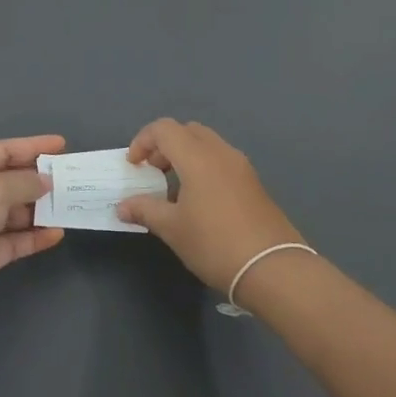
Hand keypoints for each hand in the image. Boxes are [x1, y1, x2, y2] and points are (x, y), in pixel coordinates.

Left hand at [0, 135, 66, 317]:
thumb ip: (24, 183)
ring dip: (39, 211)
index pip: (3, 150)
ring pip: (13, 213)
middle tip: (71, 180)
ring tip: (69, 207)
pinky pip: (13, 241)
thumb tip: (45, 181)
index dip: (32, 146)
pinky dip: (33, 237)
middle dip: (39, 180)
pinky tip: (56, 234)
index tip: (62, 145)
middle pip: (9, 181)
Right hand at [117, 120, 306, 292]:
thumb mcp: (172, 229)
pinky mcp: (253, 183)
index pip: (164, 129)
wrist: (272, 267)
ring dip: (185, 156)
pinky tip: (199, 201)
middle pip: (187, 131)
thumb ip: (145, 210)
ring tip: (173, 189)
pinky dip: (203, 167)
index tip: (134, 166)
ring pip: (207, 144)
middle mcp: (221, 153)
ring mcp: (241, 166)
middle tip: (152, 172)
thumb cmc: (215, 244)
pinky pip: (222, 161)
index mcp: (198, 157)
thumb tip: (123, 206)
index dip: (143, 141)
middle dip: (164, 145)